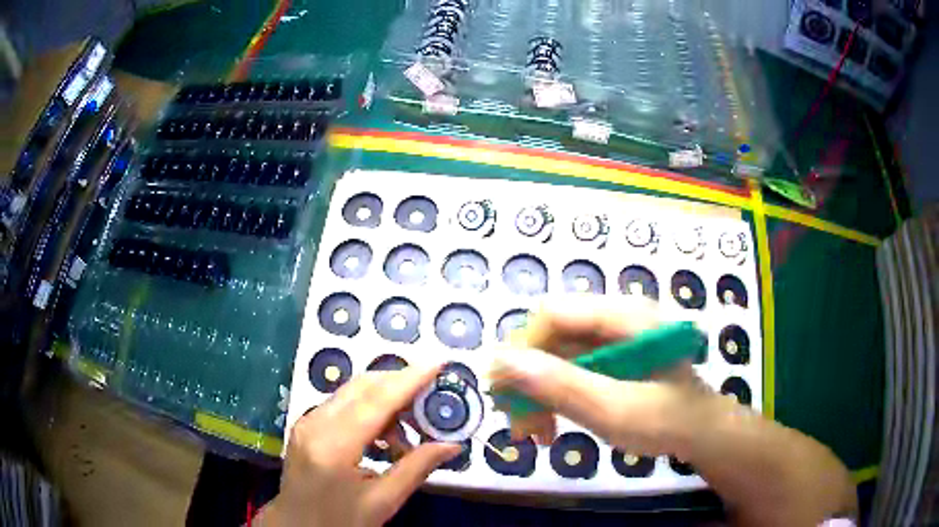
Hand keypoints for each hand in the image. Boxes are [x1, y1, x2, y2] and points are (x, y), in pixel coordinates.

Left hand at [256, 364, 461, 526]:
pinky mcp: (305, 425)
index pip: (377, 401)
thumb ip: (416, 468)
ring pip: (352, 392)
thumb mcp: (383, 502)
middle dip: (400, 384)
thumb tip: (452, 445)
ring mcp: (307, 422)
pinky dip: (368, 410)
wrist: (296, 526)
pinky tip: (383, 437)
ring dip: (385, 399)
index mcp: (334, 446)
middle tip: (432, 399)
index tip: (438, 363)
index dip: (410, 380)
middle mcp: (315, 423)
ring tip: (409, 431)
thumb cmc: (340, 520)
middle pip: (362, 386)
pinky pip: (342, 404)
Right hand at [490, 295, 717, 457]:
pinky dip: (553, 397)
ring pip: (554, 355)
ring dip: (537, 393)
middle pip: (550, 336)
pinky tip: (550, 426)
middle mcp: (614, 318)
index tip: (504, 394)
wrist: (701, 434)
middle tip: (519, 426)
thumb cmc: (669, 421)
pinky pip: (567, 370)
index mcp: (624, 316)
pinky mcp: (609, 359)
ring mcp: (611, 339)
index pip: (553, 314)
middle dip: (528, 380)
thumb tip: (501, 360)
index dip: (522, 350)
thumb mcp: (615, 410)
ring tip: (535, 434)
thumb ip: (562, 385)